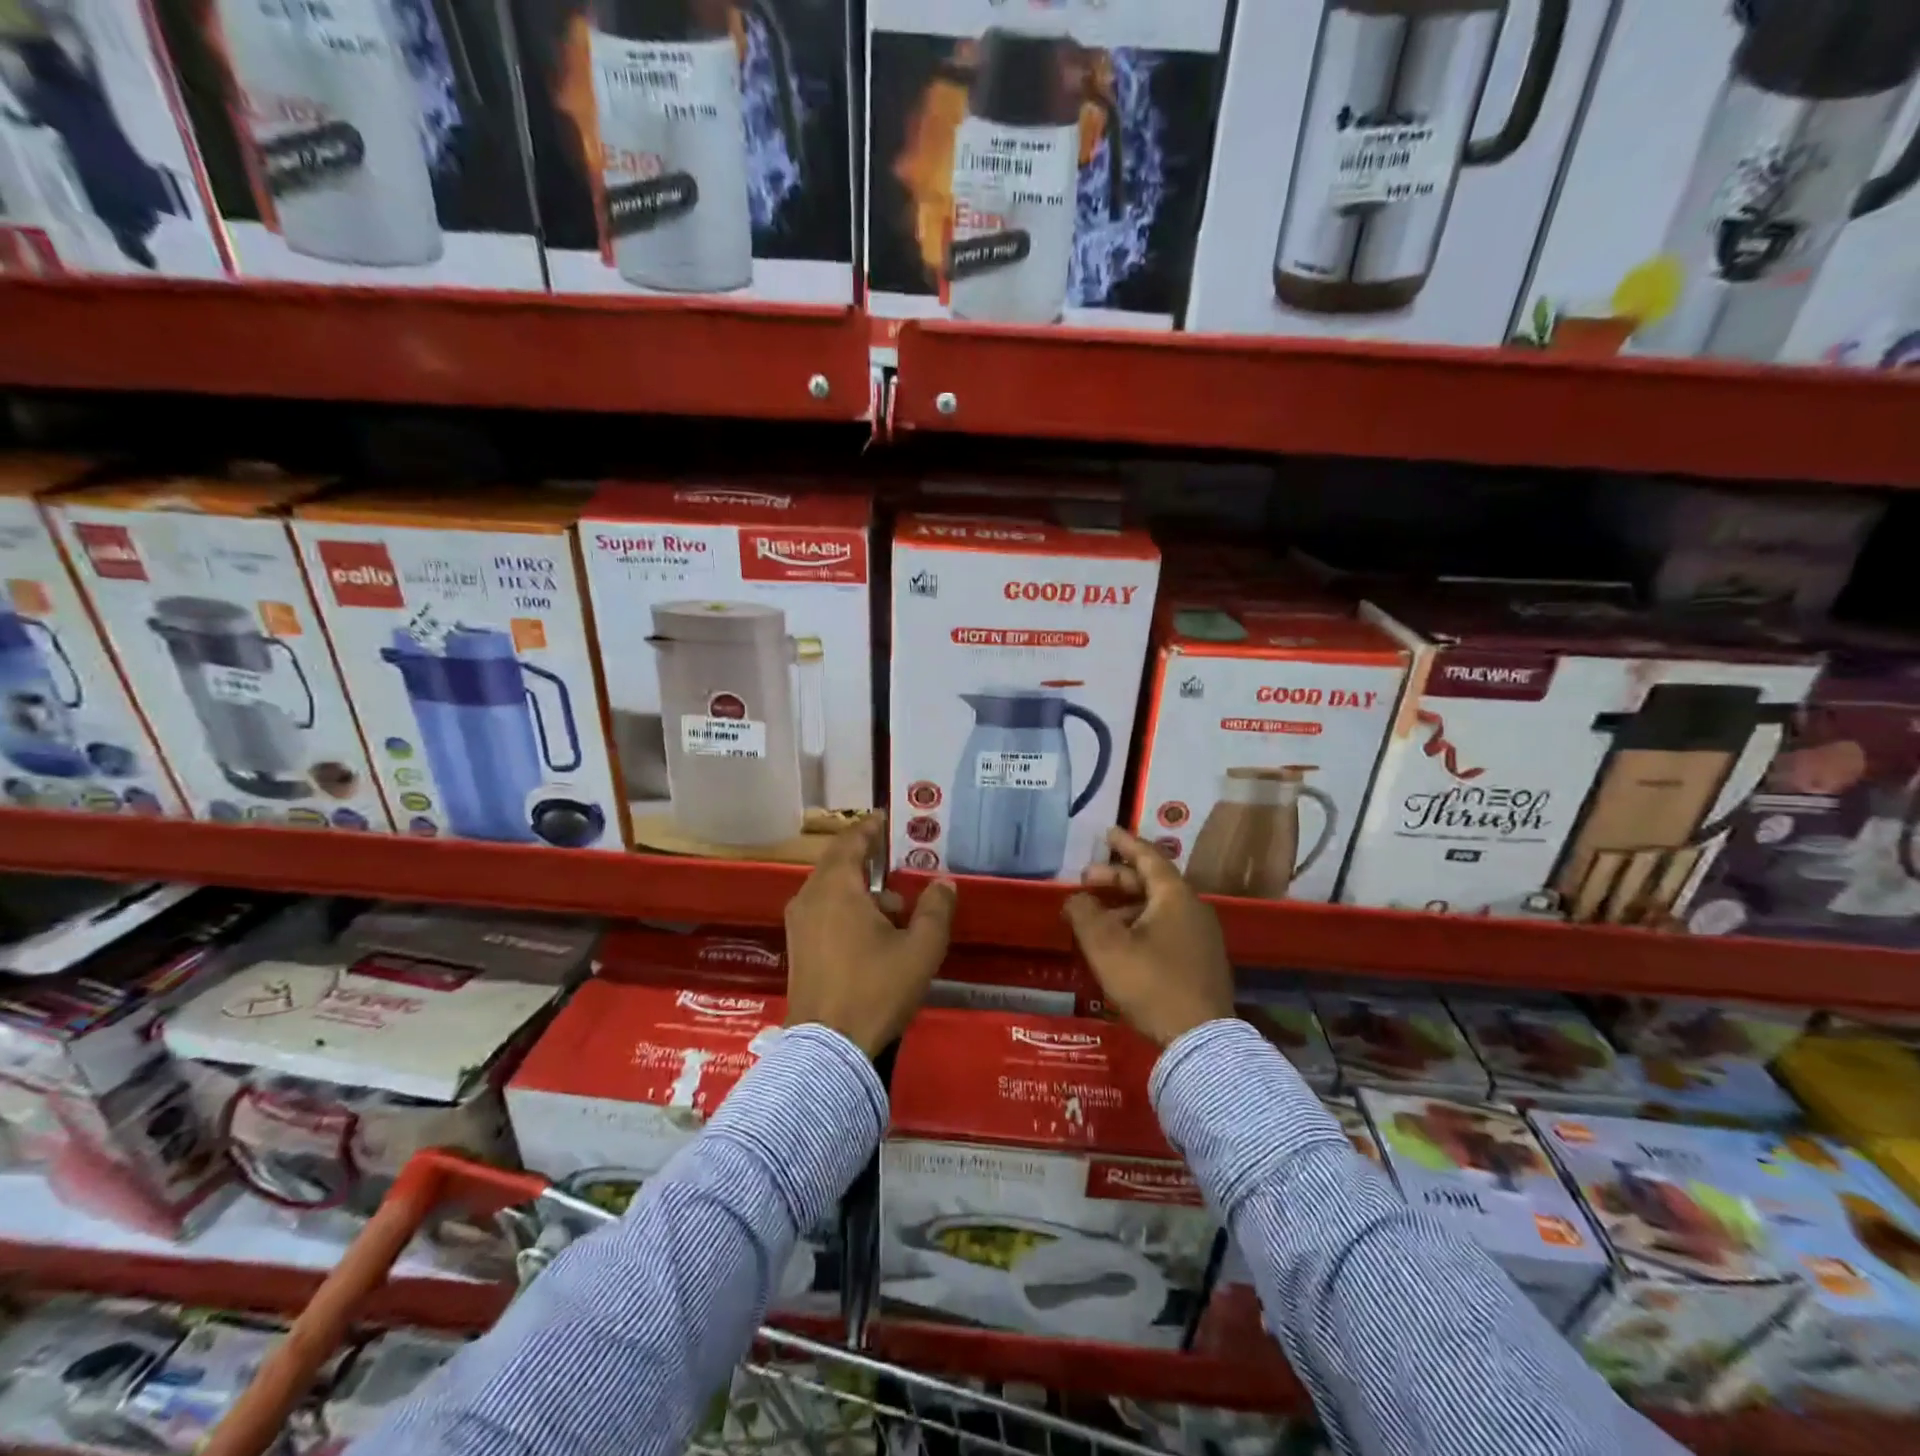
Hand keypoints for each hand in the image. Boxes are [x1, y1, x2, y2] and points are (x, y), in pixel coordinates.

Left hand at [785, 815, 957, 1056]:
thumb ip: (935, 910)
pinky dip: (849, 908)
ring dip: (863, 889)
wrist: (827, 1049)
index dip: (871, 826)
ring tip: (899, 907)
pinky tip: (877, 934)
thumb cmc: (875, 989)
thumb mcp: (920, 949)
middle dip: (868, 857)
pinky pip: (825, 911)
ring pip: (832, 890)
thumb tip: (944, 883)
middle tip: (899, 855)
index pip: (851, 840)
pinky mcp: (799, 948)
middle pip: (838, 863)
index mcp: (835, 888)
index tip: (889, 818)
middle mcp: (810, 898)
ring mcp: (800, 924)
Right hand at [1064, 827, 1234, 1047]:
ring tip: (1096, 918)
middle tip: (1085, 881)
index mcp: (1175, 897)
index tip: (1107, 832)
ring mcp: (1202, 937)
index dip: (1125, 843)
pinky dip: (1140, 924)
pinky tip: (1121, 943)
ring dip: (1125, 906)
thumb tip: (1076, 898)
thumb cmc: (1151, 983)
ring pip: (1158, 908)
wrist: (1200, 1040)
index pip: (1148, 858)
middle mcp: (1193, 909)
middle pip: (1152, 883)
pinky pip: (1166, 929)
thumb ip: (1084, 914)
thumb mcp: (1106, 946)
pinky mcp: (1201, 962)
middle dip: (1116, 879)